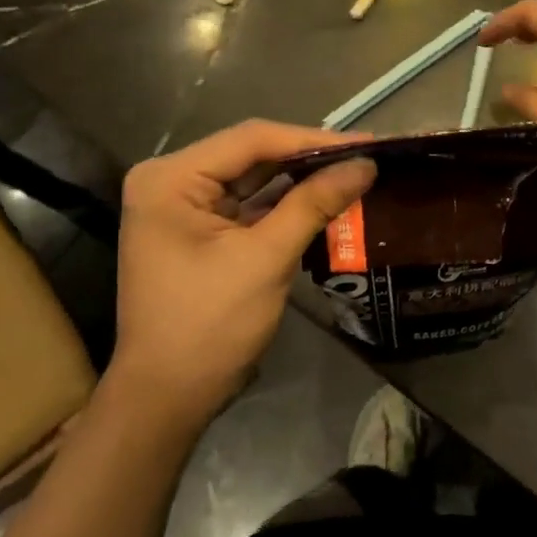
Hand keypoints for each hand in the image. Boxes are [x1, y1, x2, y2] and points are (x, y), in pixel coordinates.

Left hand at [106, 121, 374, 432]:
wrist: (168, 397)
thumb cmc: (209, 325)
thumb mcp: (266, 259)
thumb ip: (314, 204)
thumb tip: (366, 164)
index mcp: (171, 178)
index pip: (252, 140)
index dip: (313, 139)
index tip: (367, 143)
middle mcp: (171, 181)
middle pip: (252, 155)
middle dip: (310, 157)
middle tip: (367, 156)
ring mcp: (183, 207)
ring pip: (254, 179)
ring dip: (301, 180)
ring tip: (355, 173)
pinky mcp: (199, 232)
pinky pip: (249, 206)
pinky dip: (286, 205)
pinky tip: (326, 200)